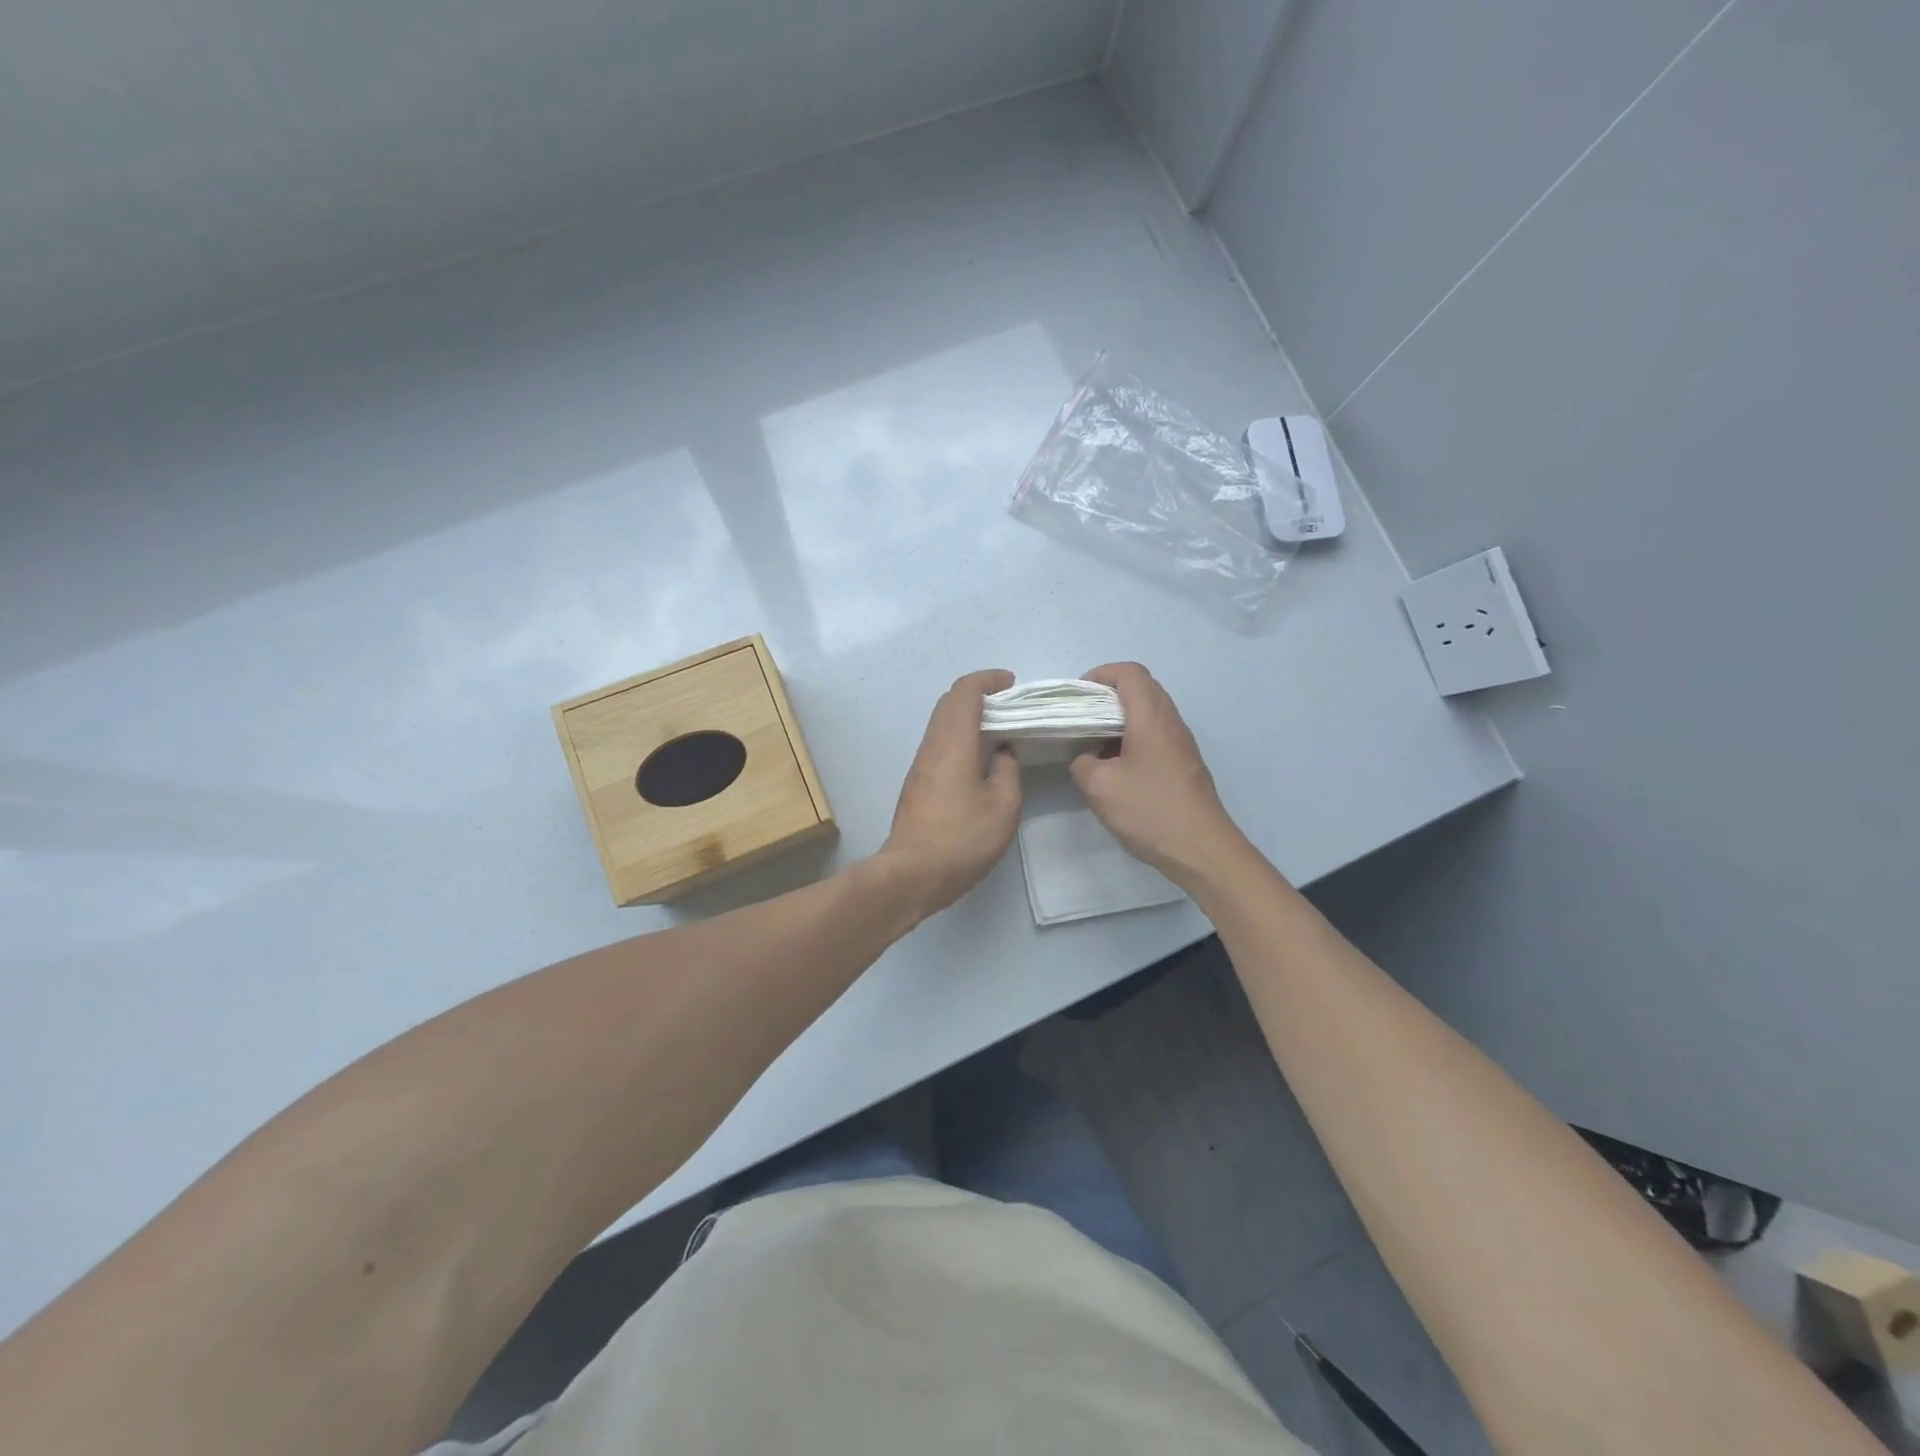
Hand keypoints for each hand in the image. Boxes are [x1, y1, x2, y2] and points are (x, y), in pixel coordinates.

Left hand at [880, 669, 1021, 915]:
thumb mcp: (1003, 806)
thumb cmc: (962, 838)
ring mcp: (920, 764)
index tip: (1011, 684)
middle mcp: (932, 745)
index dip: (988, 680)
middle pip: (949, 702)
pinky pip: (939, 743)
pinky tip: (980, 758)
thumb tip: (1003, 751)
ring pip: (942, 723)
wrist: (912, 874)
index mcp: (953, 742)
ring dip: (967, 716)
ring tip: (998, 730)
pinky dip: (960, 736)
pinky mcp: (917, 783)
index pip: (965, 691)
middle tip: (1008, 705)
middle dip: (978, 694)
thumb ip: (1008, 770)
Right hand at [1069, 662, 1250, 887]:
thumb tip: (1086, 757)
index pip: (1129, 672)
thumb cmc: (1149, 810)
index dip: (1100, 675)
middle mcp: (1171, 721)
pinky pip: (1155, 735)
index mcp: (1151, 717)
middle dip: (1107, 696)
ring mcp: (1182, 743)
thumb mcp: (1099, 787)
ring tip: (1093, 745)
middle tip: (1080, 719)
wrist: (1202, 849)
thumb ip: (1082, 762)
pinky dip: (1132, 738)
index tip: (1078, 698)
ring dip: (1119, 720)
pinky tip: (1116, 768)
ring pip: (1148, 713)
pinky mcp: (1184, 764)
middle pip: (1141, 688)